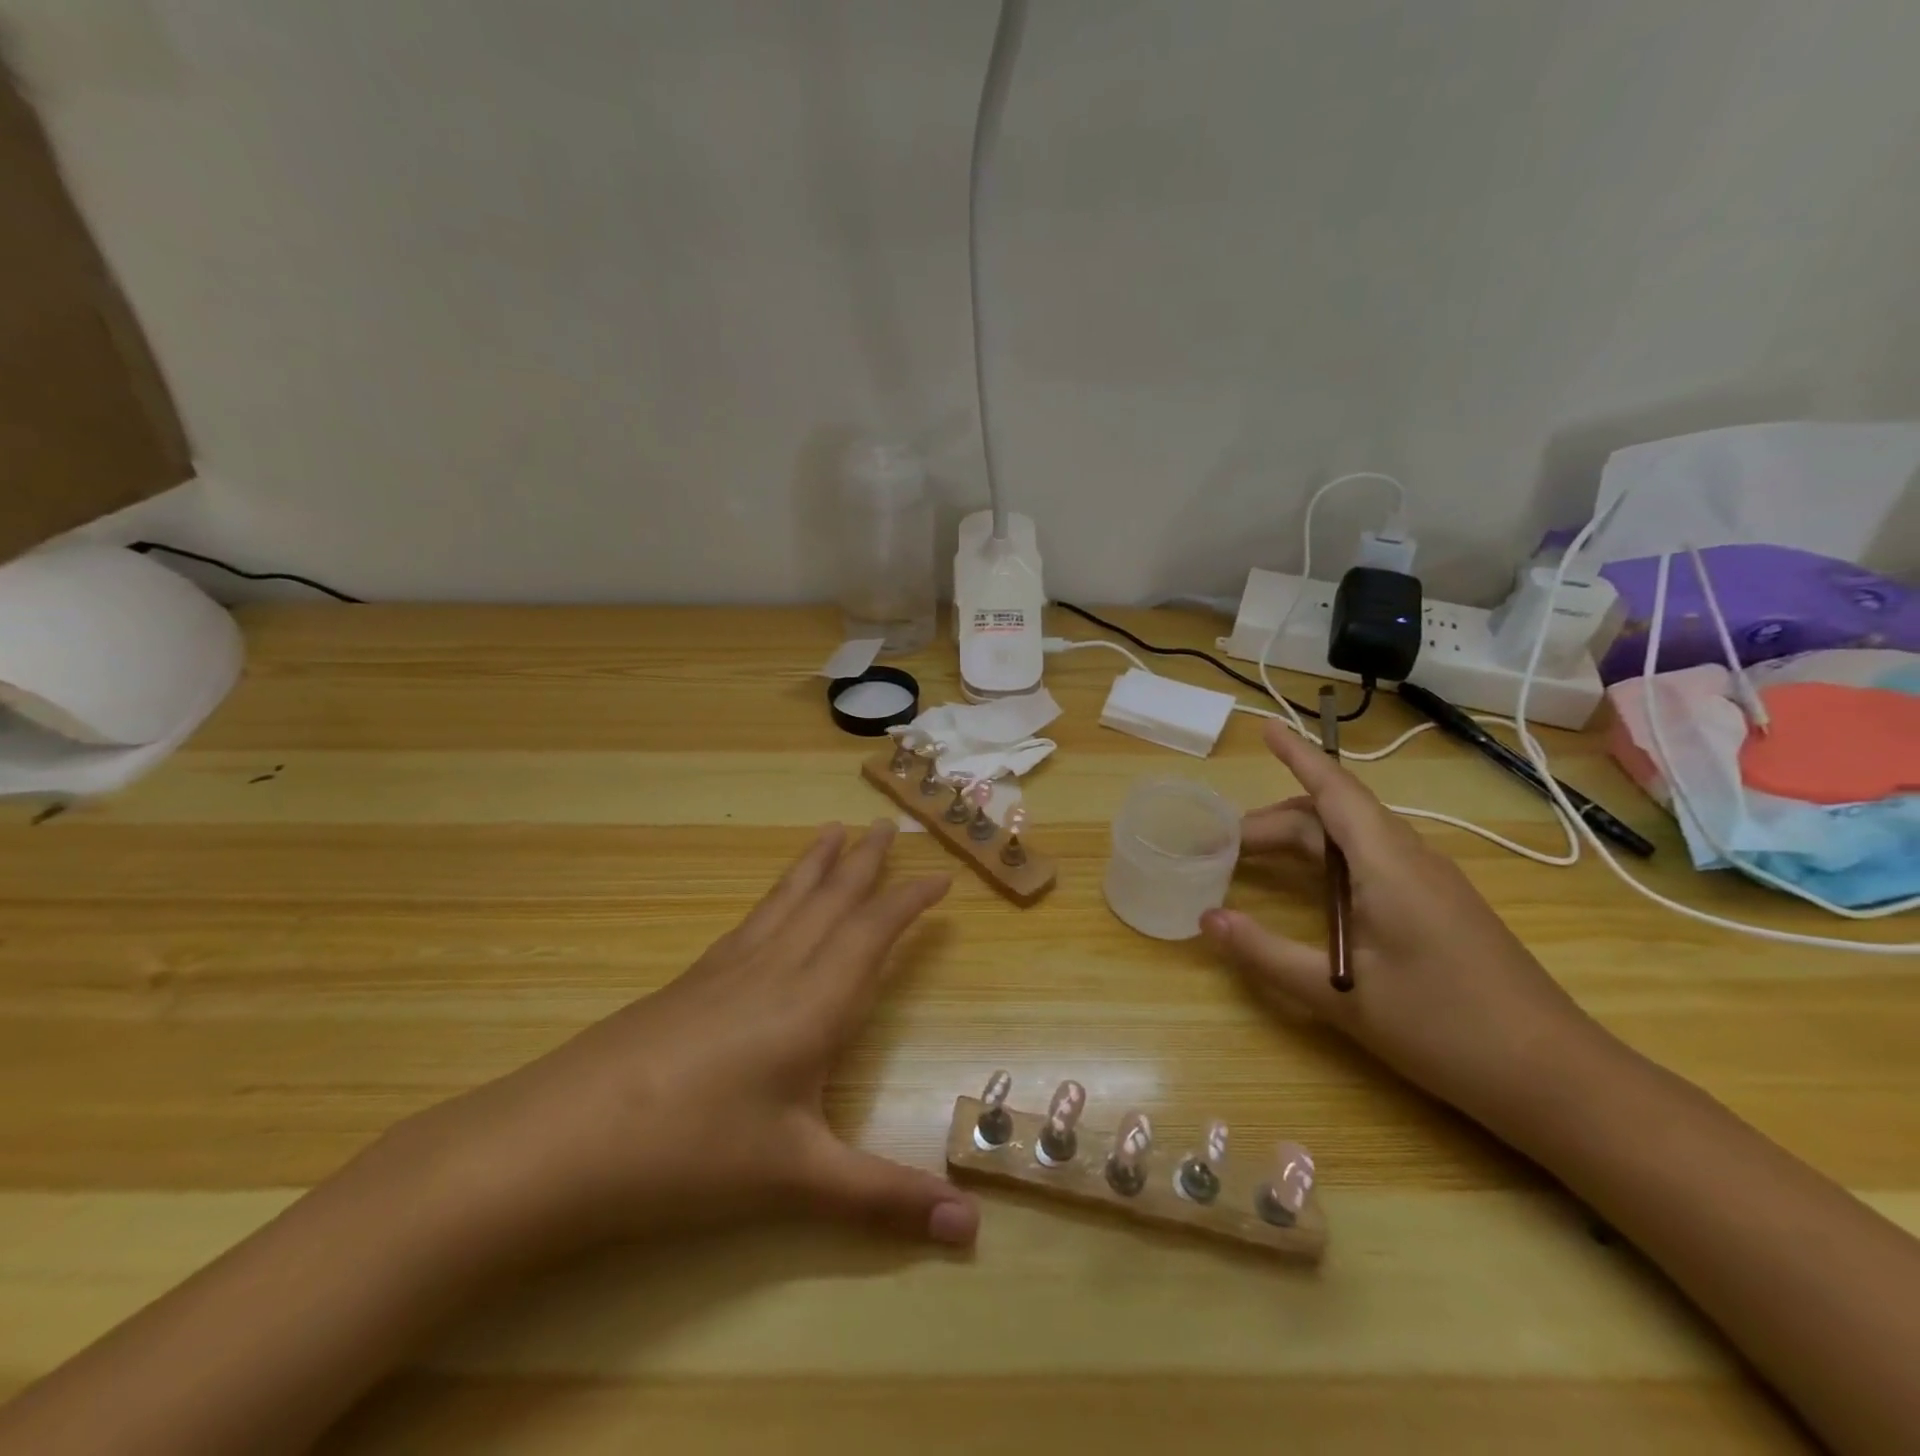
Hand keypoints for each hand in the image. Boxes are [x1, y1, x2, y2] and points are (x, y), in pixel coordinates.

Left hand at [405, 821, 977, 1258]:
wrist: (559, 1141)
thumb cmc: (690, 1155)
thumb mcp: (796, 1180)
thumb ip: (886, 1199)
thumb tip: (973, 1229)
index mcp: (812, 1004)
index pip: (872, 934)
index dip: (909, 902)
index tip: (941, 877)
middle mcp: (775, 970)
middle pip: (830, 901)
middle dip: (865, 862)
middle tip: (888, 824)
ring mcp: (727, 970)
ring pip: (786, 901)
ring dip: (817, 864)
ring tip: (834, 830)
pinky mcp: (690, 981)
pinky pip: (750, 920)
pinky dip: (776, 894)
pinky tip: (772, 902)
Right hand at [1202, 722, 1611, 1131]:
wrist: (1555, 1077)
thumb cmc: (1444, 1027)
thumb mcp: (1340, 995)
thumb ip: (1266, 953)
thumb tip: (1207, 918)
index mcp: (1388, 865)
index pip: (1334, 791)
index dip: (1297, 756)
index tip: (1264, 727)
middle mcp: (1411, 859)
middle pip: (1334, 816)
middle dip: (1276, 821)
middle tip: (1224, 845)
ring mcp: (1431, 882)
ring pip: (1355, 838)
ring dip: (1303, 839)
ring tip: (1256, 861)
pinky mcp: (1440, 906)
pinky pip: (1374, 861)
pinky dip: (1330, 862)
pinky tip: (1313, 893)